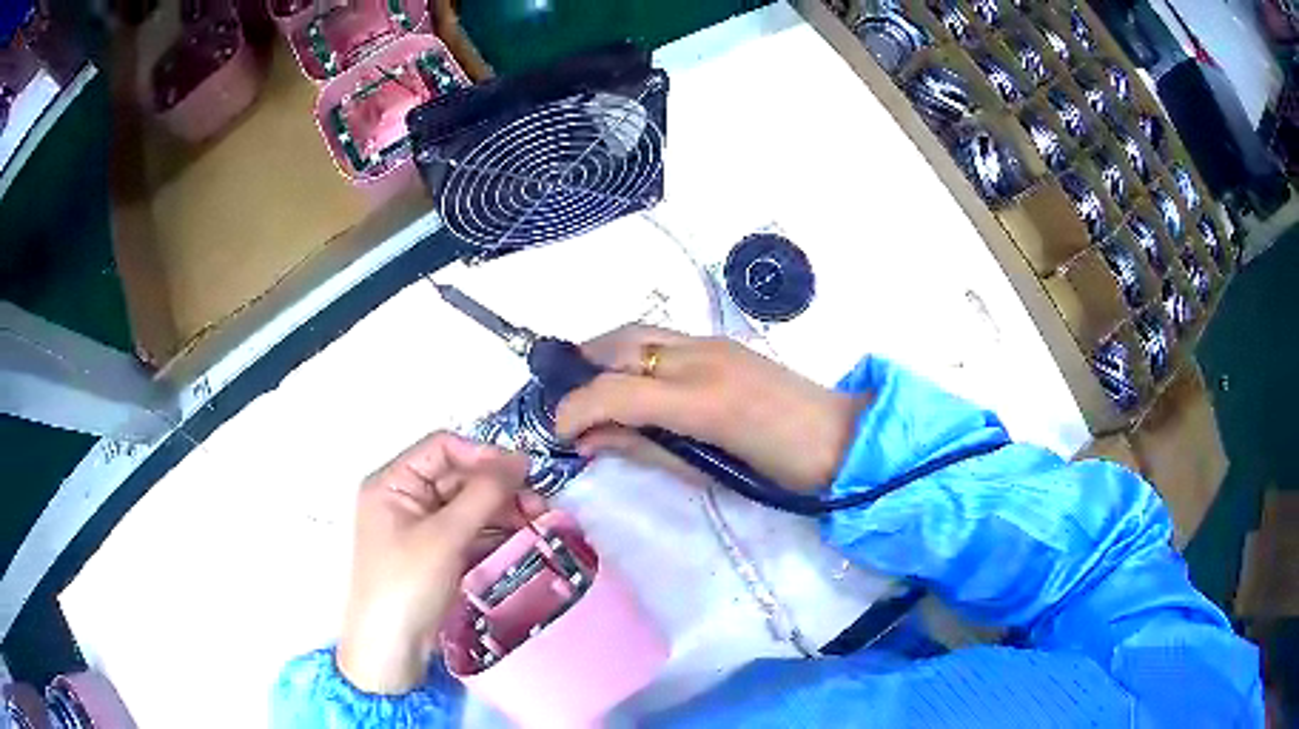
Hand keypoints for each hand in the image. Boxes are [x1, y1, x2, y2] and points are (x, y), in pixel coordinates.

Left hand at [337, 432, 538, 693]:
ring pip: (468, 504)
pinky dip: (494, 530)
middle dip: (498, 487)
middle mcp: (405, 497)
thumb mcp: (444, 536)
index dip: (482, 455)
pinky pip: (469, 529)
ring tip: (538, 521)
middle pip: (458, 476)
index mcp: (393, 482)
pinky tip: (522, 536)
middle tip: (538, 504)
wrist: (392, 647)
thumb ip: (483, 494)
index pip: (441, 448)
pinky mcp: (437, 551)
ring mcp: (421, 526)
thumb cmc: (407, 583)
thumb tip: (519, 460)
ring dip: (502, 509)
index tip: (523, 471)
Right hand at [554, 325, 867, 491]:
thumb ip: (646, 450)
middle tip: (564, 401)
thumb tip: (591, 441)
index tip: (559, 432)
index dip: (576, 409)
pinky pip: (662, 337)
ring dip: (603, 353)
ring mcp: (713, 343)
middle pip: (619, 345)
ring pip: (638, 332)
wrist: (843, 439)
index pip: (615, 391)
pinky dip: (632, 351)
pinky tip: (631, 378)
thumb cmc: (781, 472)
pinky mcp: (722, 341)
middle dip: (580, 368)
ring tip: (587, 385)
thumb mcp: (709, 472)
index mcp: (701, 400)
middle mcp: (701, 358)